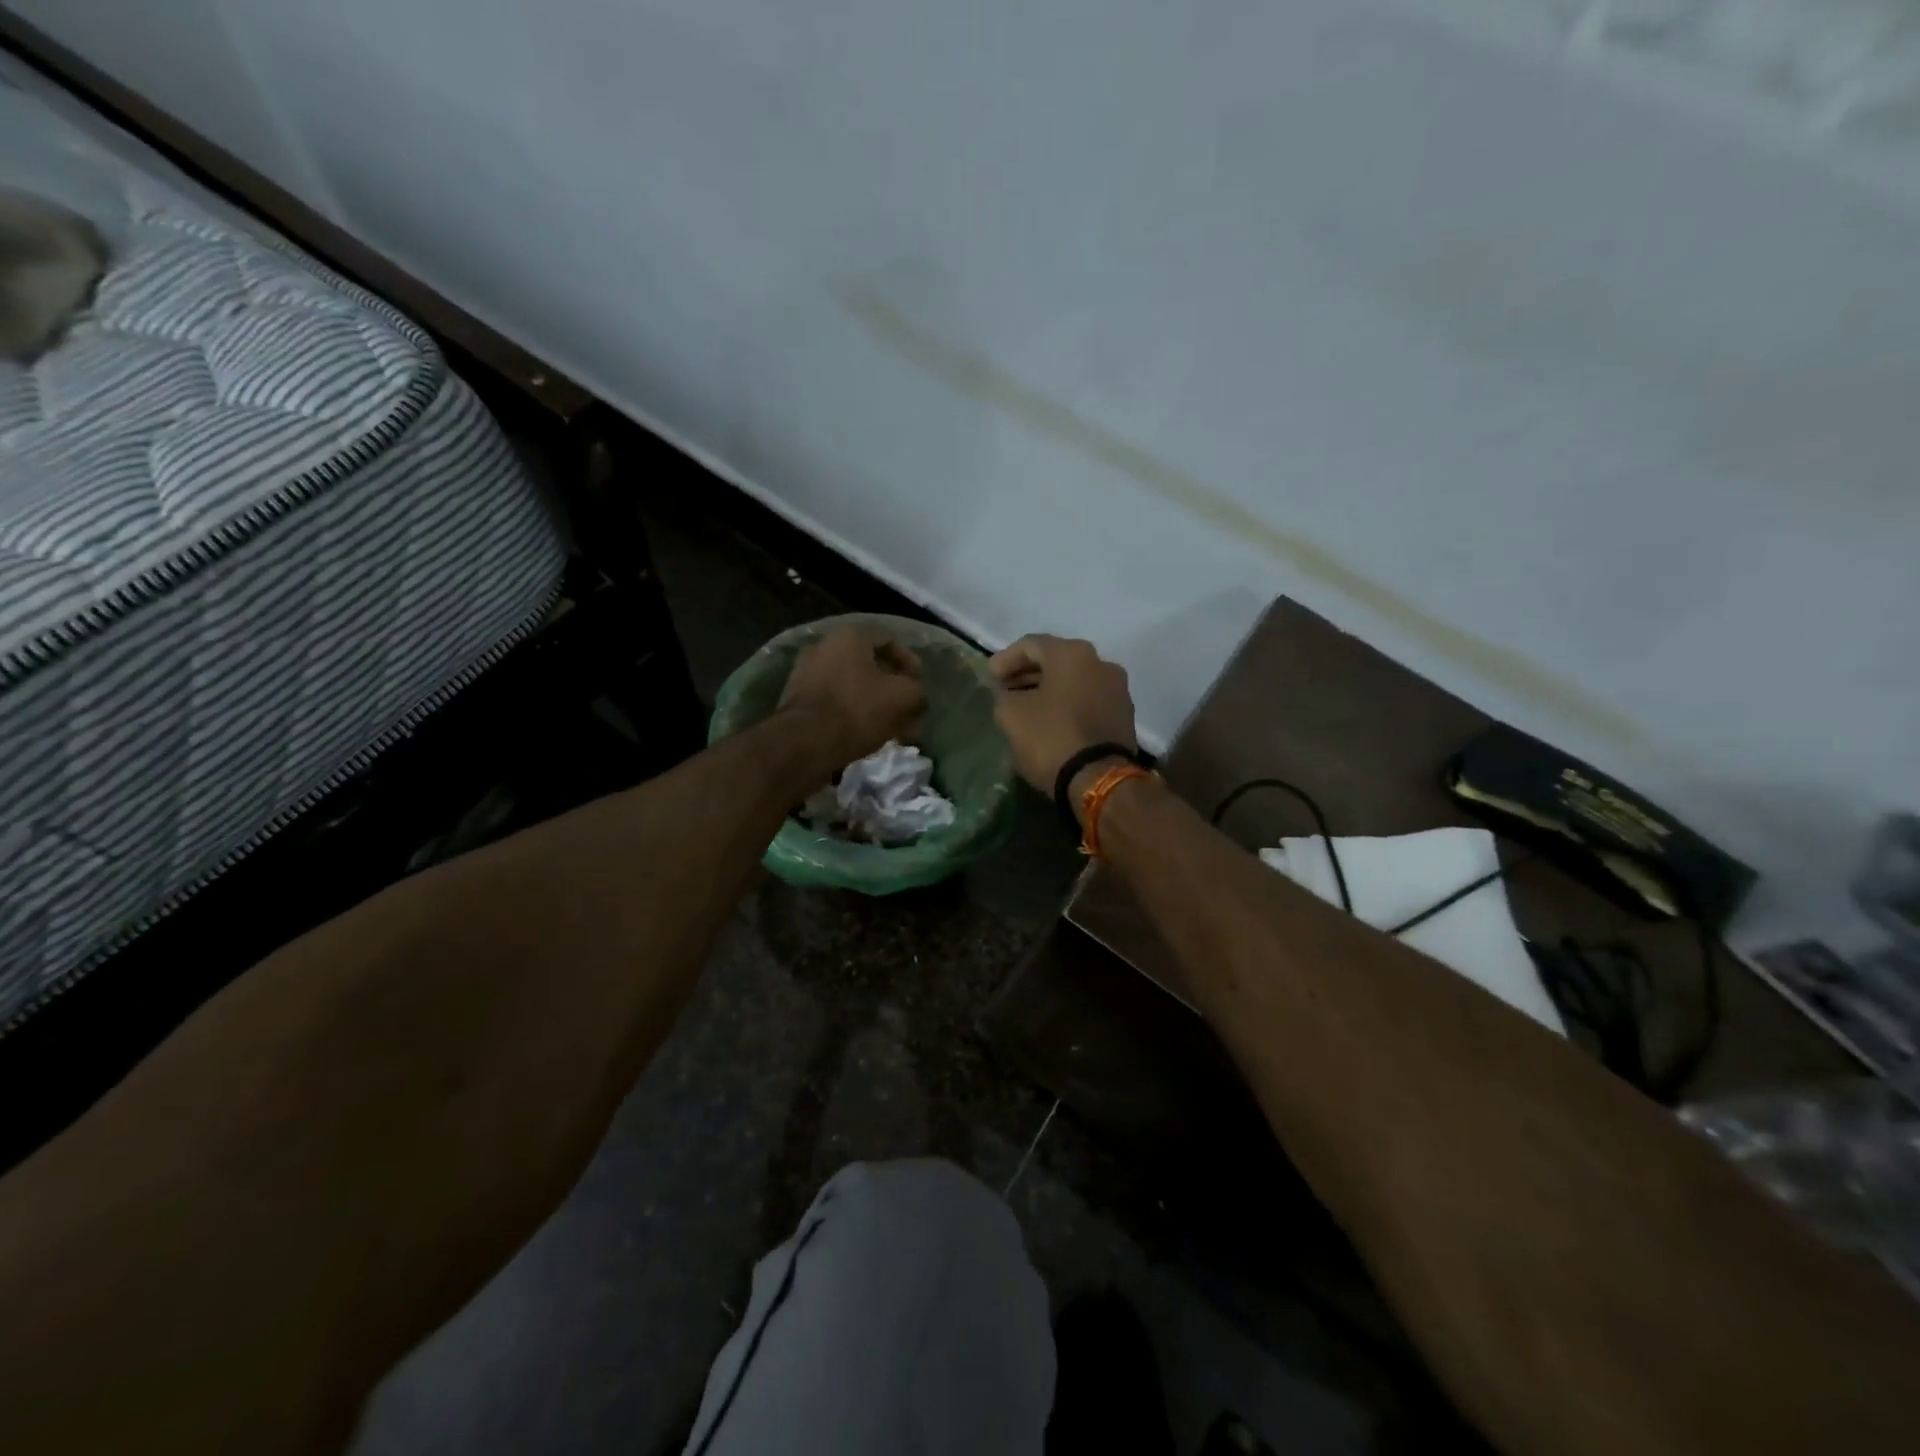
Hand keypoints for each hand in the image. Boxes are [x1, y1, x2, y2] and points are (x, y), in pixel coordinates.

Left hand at [779, 624, 926, 770]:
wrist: (805, 743)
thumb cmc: (858, 709)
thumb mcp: (904, 697)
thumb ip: (917, 692)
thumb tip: (916, 697)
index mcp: (849, 636)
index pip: (889, 639)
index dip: (910, 662)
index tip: (919, 686)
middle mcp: (823, 648)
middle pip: (869, 666)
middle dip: (892, 689)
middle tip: (908, 711)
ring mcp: (806, 674)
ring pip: (852, 687)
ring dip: (875, 705)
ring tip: (892, 729)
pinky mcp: (798, 702)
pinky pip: (835, 704)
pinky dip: (854, 716)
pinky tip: (868, 736)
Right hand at [989, 634, 1138, 795]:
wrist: (1099, 779)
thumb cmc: (1051, 738)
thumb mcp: (1011, 714)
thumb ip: (1004, 696)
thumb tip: (1009, 695)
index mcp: (1073, 654)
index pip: (1031, 644)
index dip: (1005, 659)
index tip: (990, 678)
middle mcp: (1101, 663)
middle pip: (1056, 660)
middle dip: (1028, 673)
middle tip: (1006, 689)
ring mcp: (1118, 690)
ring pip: (1075, 681)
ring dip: (1049, 690)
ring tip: (1027, 707)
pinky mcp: (1124, 716)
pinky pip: (1089, 700)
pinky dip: (1068, 704)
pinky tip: (1052, 721)